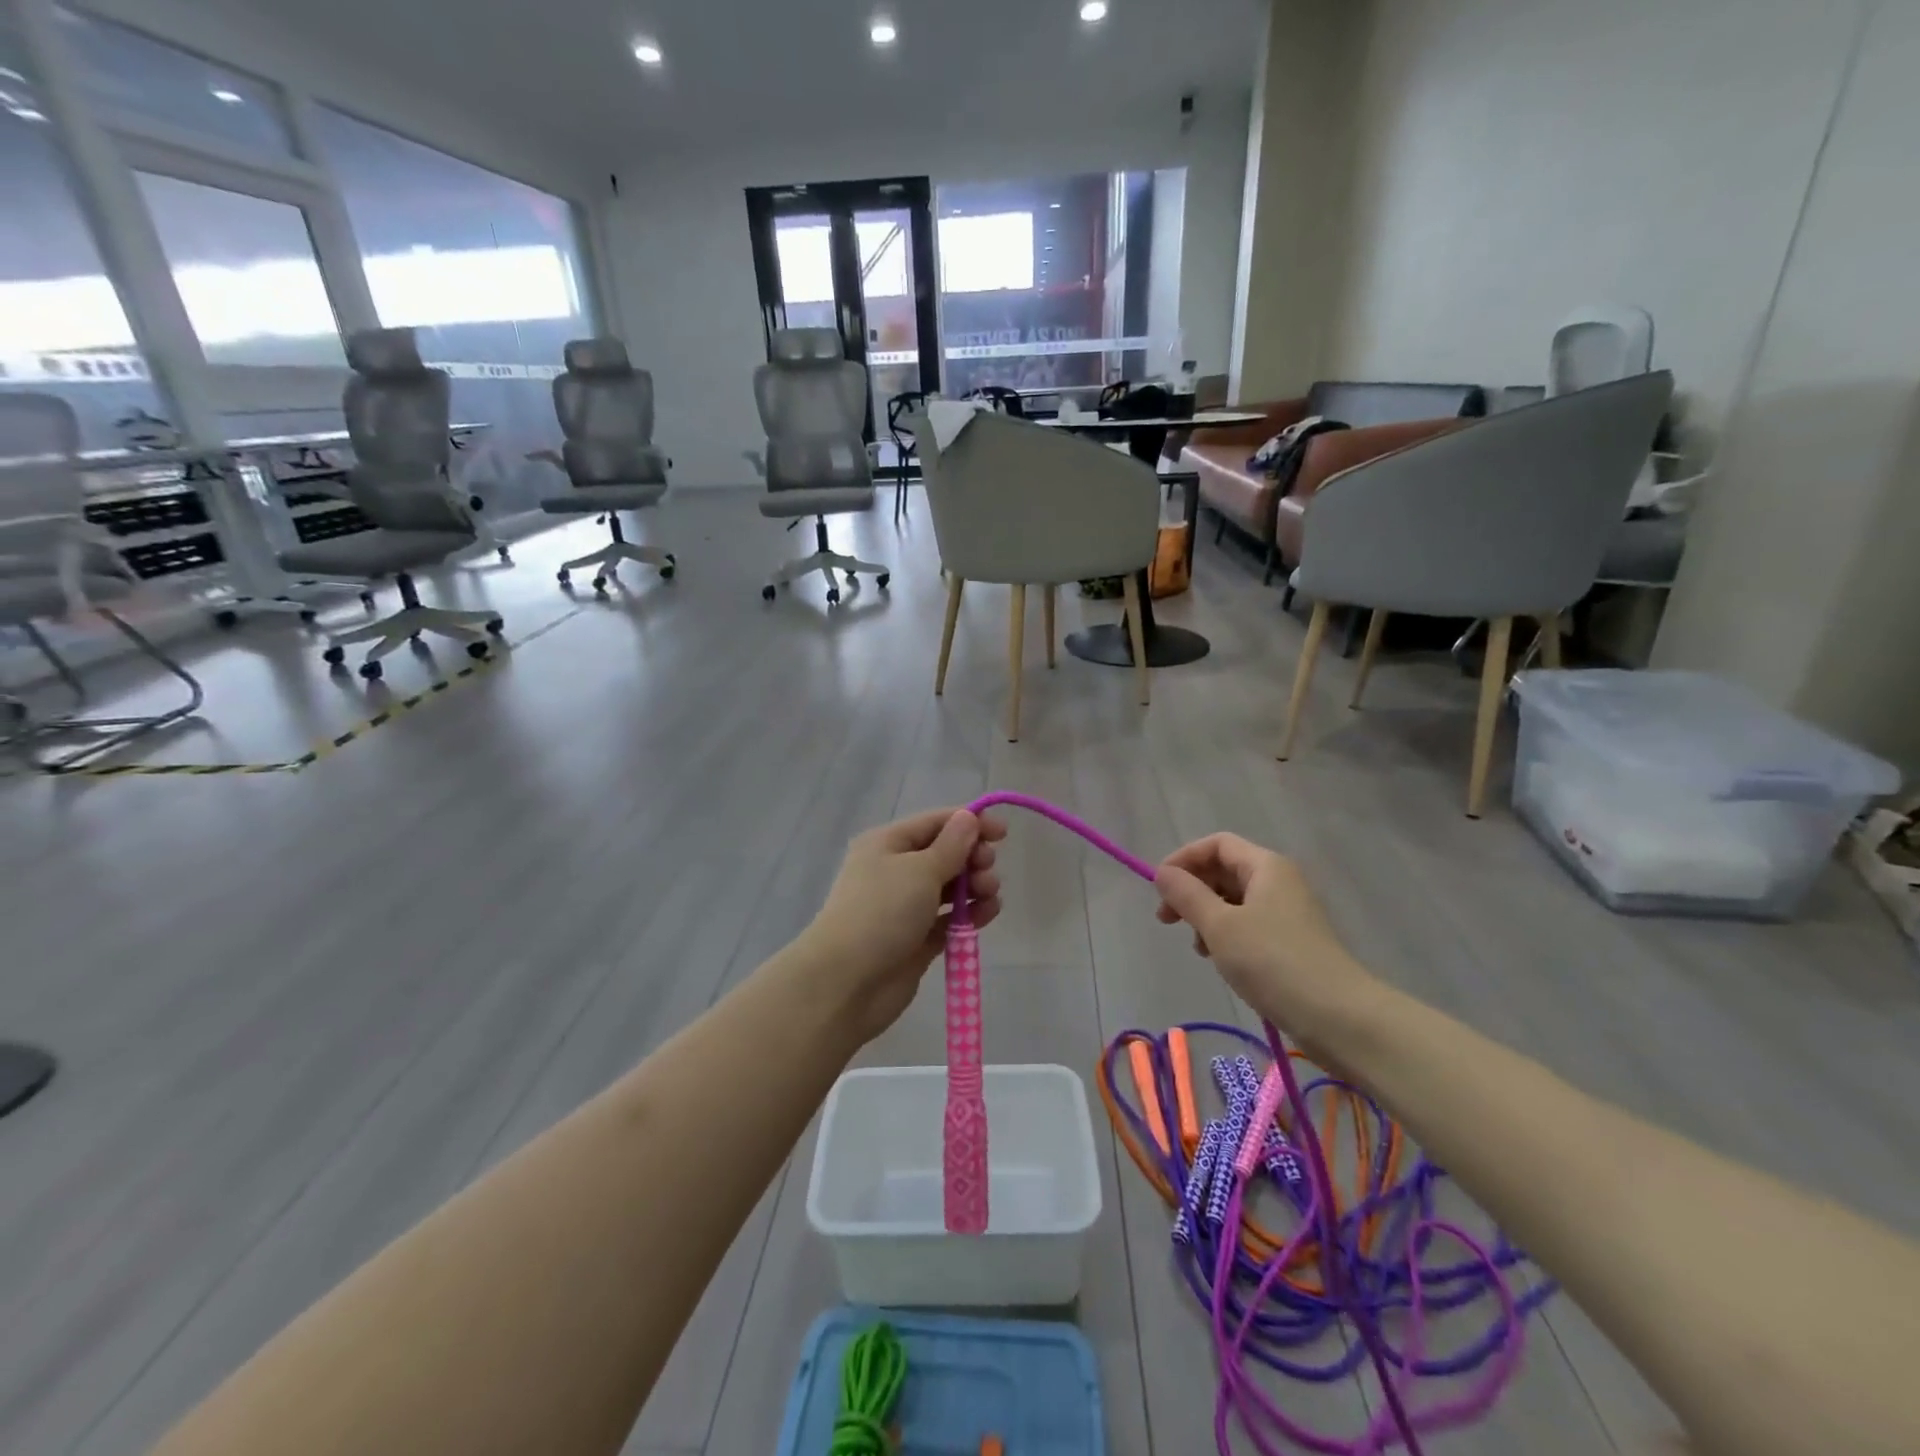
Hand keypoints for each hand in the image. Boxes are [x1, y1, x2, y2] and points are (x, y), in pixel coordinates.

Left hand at [803, 808, 1006, 1042]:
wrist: (847, 982)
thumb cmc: (882, 912)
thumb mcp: (920, 870)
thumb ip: (951, 845)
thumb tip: (968, 817)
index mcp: (888, 843)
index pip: (935, 823)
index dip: (970, 822)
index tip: (1003, 833)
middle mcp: (895, 870)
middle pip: (945, 854)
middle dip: (972, 857)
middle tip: (987, 869)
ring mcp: (905, 907)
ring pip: (950, 887)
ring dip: (974, 886)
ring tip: (989, 895)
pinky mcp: (917, 939)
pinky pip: (949, 918)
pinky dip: (969, 914)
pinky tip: (987, 914)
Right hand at [1154, 834, 1378, 1040]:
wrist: (1339, 1018)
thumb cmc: (1273, 962)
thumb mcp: (1220, 926)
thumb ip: (1187, 895)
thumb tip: (1163, 873)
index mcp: (1266, 866)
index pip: (1216, 844)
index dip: (1183, 859)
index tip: (1159, 888)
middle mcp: (1279, 882)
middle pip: (1224, 870)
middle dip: (1192, 889)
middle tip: (1167, 920)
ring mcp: (1287, 913)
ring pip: (1234, 900)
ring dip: (1206, 915)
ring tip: (1197, 946)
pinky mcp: (1290, 942)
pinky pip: (1248, 924)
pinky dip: (1226, 934)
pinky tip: (1219, 959)